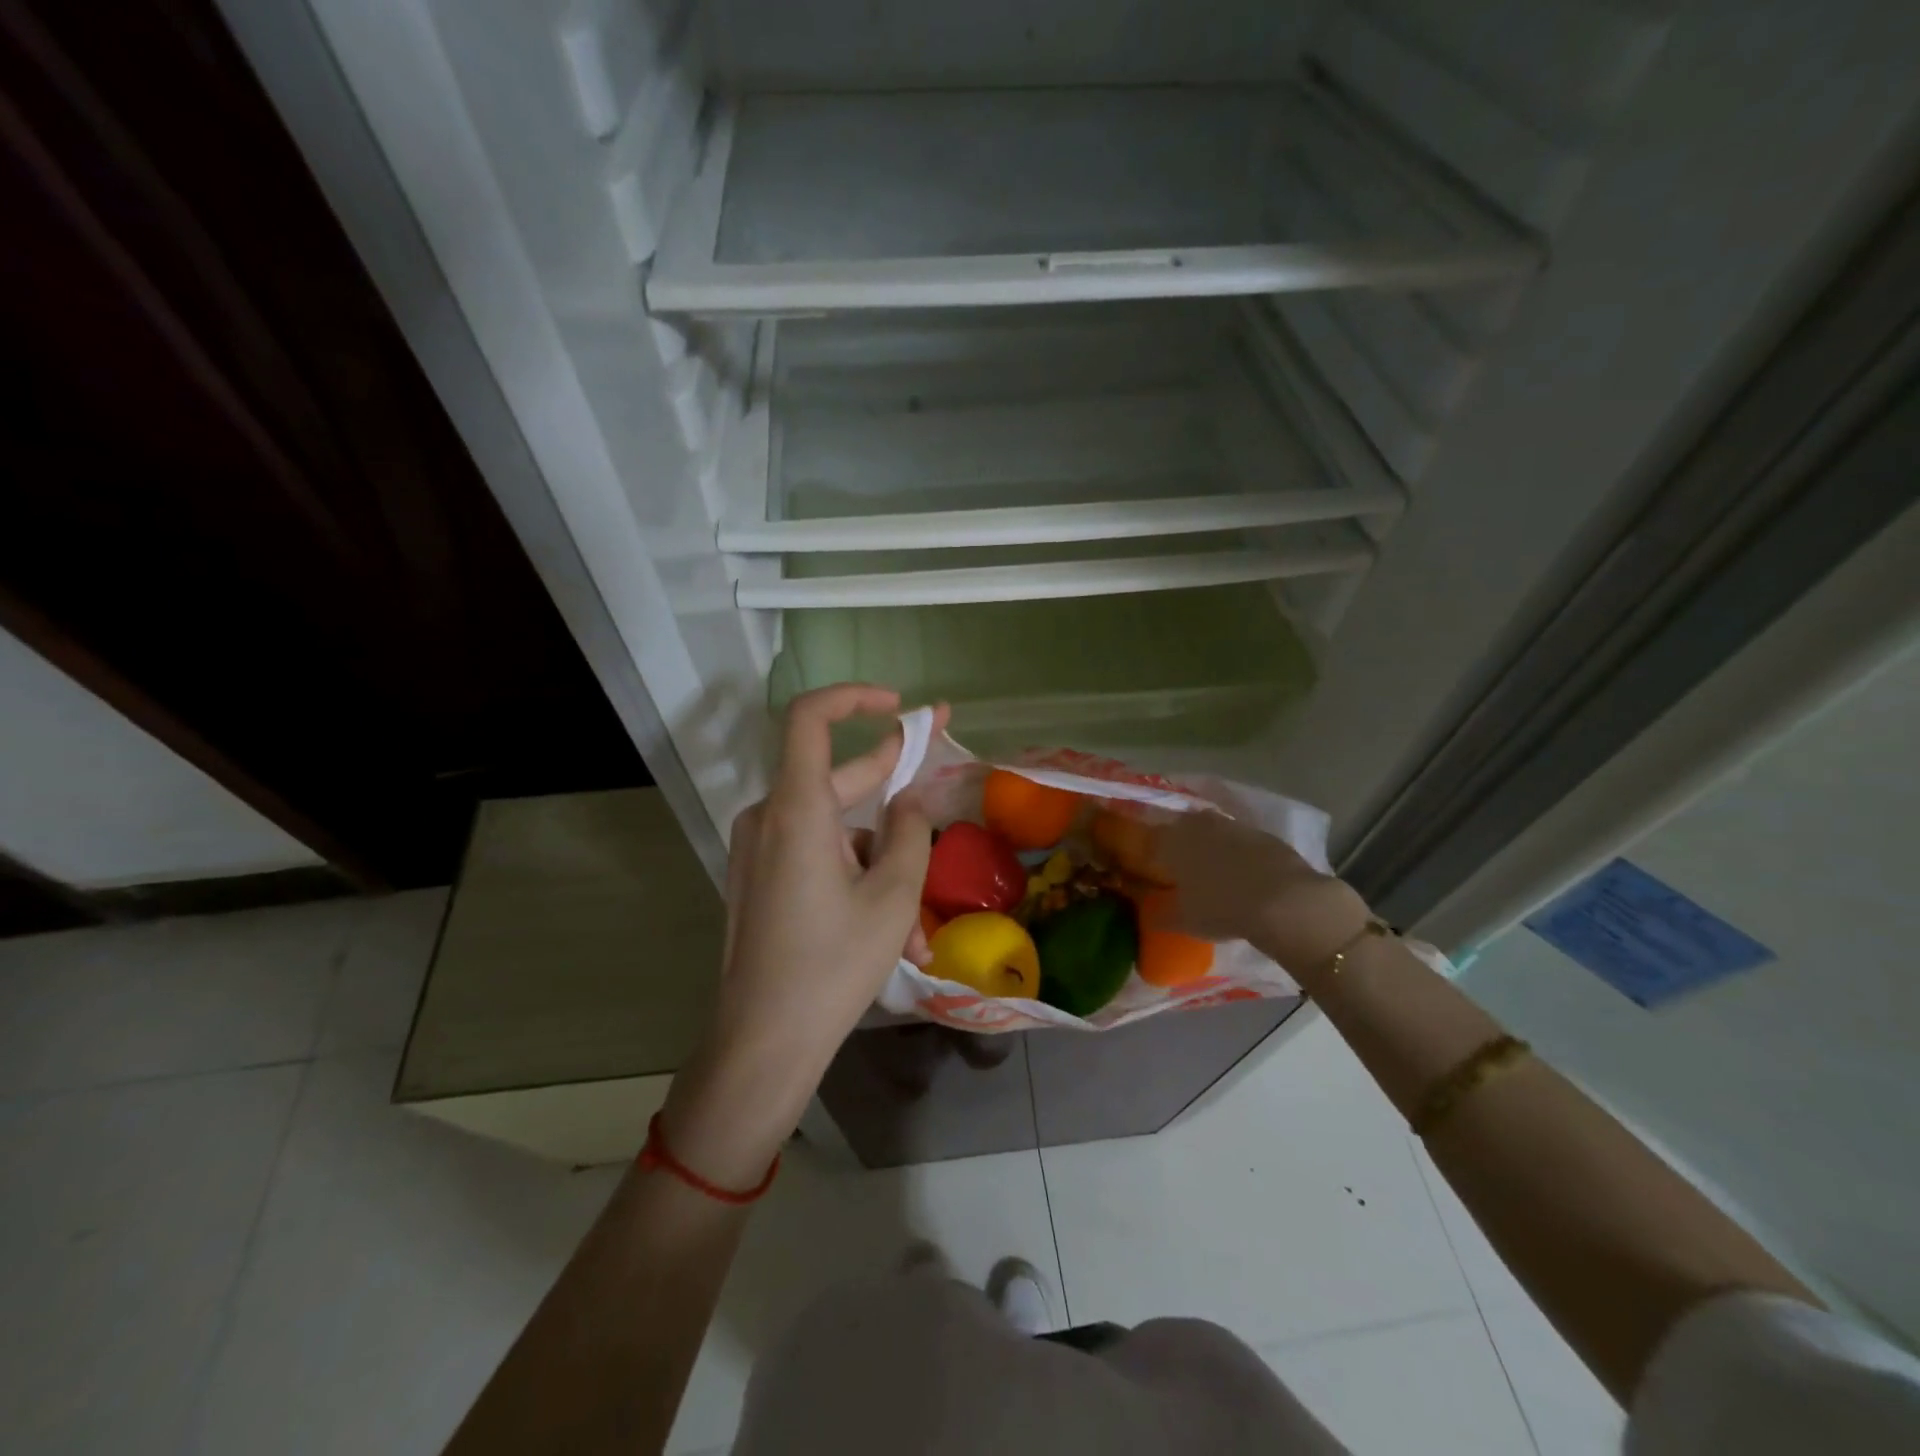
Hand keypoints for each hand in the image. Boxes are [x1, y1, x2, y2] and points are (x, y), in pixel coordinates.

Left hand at [663, 685, 946, 1185]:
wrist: (762, 1042)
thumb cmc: (832, 966)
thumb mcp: (892, 897)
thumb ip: (910, 832)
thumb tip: (910, 800)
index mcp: (797, 810)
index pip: (810, 718)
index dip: (854, 698)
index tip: (898, 706)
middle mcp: (769, 818)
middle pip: (836, 778)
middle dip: (892, 785)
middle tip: (941, 775)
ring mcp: (758, 850)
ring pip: (833, 830)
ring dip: (879, 861)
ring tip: (917, 925)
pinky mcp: (758, 878)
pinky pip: (814, 857)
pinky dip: (852, 878)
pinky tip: (888, 933)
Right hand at [1150, 811, 1372, 972]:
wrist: (1284, 901)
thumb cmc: (1221, 907)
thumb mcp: (1184, 920)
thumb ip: (1161, 916)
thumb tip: (1150, 915)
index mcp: (1173, 840)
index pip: (1154, 839)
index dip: (1154, 855)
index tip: (1156, 871)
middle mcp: (1200, 825)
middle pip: (1185, 829)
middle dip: (1184, 845)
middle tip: (1186, 870)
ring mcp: (1235, 826)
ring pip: (1216, 833)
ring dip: (1214, 848)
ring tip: (1218, 874)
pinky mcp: (1266, 835)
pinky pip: (1244, 843)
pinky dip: (1241, 855)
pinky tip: (1247, 877)